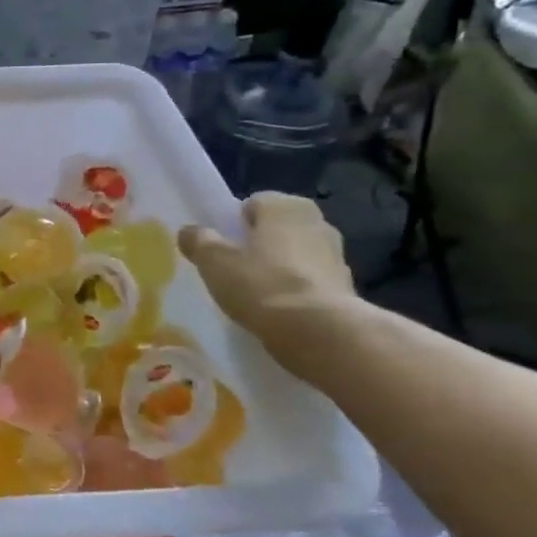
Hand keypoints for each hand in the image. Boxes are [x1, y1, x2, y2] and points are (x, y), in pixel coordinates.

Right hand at [178, 193, 356, 377]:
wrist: (319, 333)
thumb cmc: (262, 284)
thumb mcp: (214, 261)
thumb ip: (199, 241)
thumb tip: (189, 232)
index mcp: (287, 206)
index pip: (253, 204)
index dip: (233, 224)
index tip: (219, 246)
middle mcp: (318, 222)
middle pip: (276, 230)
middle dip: (257, 245)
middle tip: (231, 269)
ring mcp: (337, 257)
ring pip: (294, 257)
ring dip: (277, 270)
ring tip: (251, 295)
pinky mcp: (346, 290)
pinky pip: (308, 283)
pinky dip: (293, 293)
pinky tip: (274, 312)